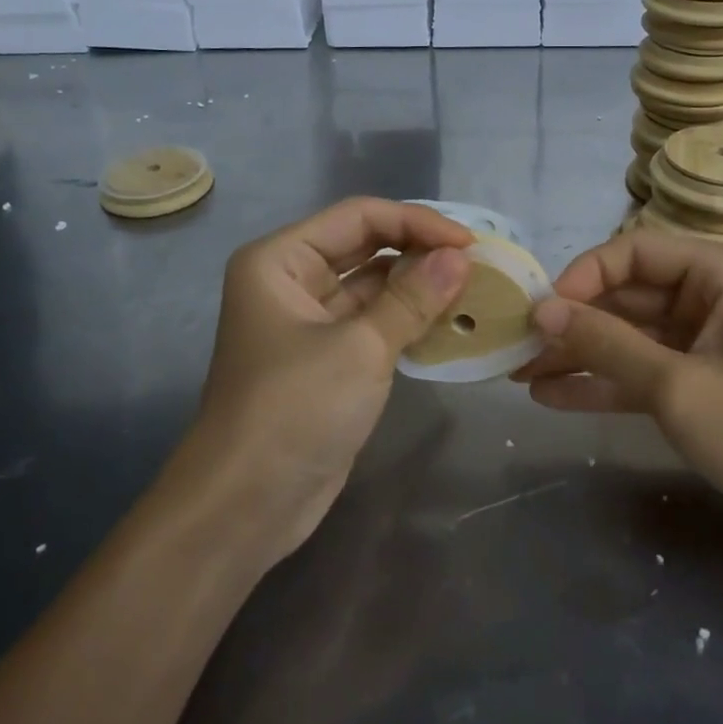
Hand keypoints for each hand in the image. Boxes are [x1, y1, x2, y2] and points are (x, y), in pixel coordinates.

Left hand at [193, 198, 472, 561]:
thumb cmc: (294, 410)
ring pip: (373, 285)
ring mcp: (310, 322)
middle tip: (477, 262)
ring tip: (474, 286)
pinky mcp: (328, 358)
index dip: (416, 222)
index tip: (469, 243)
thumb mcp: (360, 348)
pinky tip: (451, 319)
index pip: (359, 217)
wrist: (246, 506)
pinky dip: (409, 318)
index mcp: (281, 260)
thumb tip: (461, 257)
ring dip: (419, 285)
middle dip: (419, 250)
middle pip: (365, 245)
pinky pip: (375, 322)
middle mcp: (292, 280)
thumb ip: (413, 298)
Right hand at [513, 232, 722, 531]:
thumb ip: (606, 344)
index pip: (633, 251)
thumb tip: (541, 311)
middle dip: (573, 322)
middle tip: (518, 346)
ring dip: (581, 353)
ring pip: (629, 332)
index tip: (542, 312)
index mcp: (720, 271)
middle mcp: (712, 292)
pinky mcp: (700, 374)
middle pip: (626, 293)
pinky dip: (604, 380)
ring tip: (521, 374)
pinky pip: (643, 366)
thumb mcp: (677, 387)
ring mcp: (706, 335)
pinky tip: (553, 395)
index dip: (583, 276)